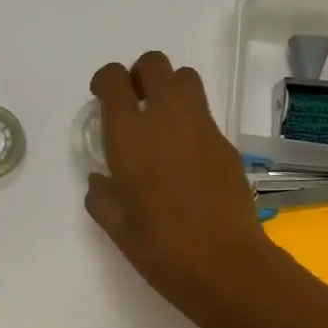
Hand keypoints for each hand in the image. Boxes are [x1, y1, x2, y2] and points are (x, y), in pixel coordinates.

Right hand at [85, 51, 278, 323]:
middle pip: (156, 64)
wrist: (225, 264)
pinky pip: (204, 115)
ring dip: (169, 89)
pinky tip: (185, 157)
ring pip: (187, 79)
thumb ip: (102, 196)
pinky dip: (190, 121)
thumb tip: (101, 180)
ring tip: (161, 123)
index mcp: (131, 136)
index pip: (115, 80)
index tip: (103, 97)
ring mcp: (202, 128)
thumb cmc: (161, 248)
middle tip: (134, 103)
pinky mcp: (227, 144)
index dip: (106, 80)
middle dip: (141, 74)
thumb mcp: (117, 227)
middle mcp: (167, 119)